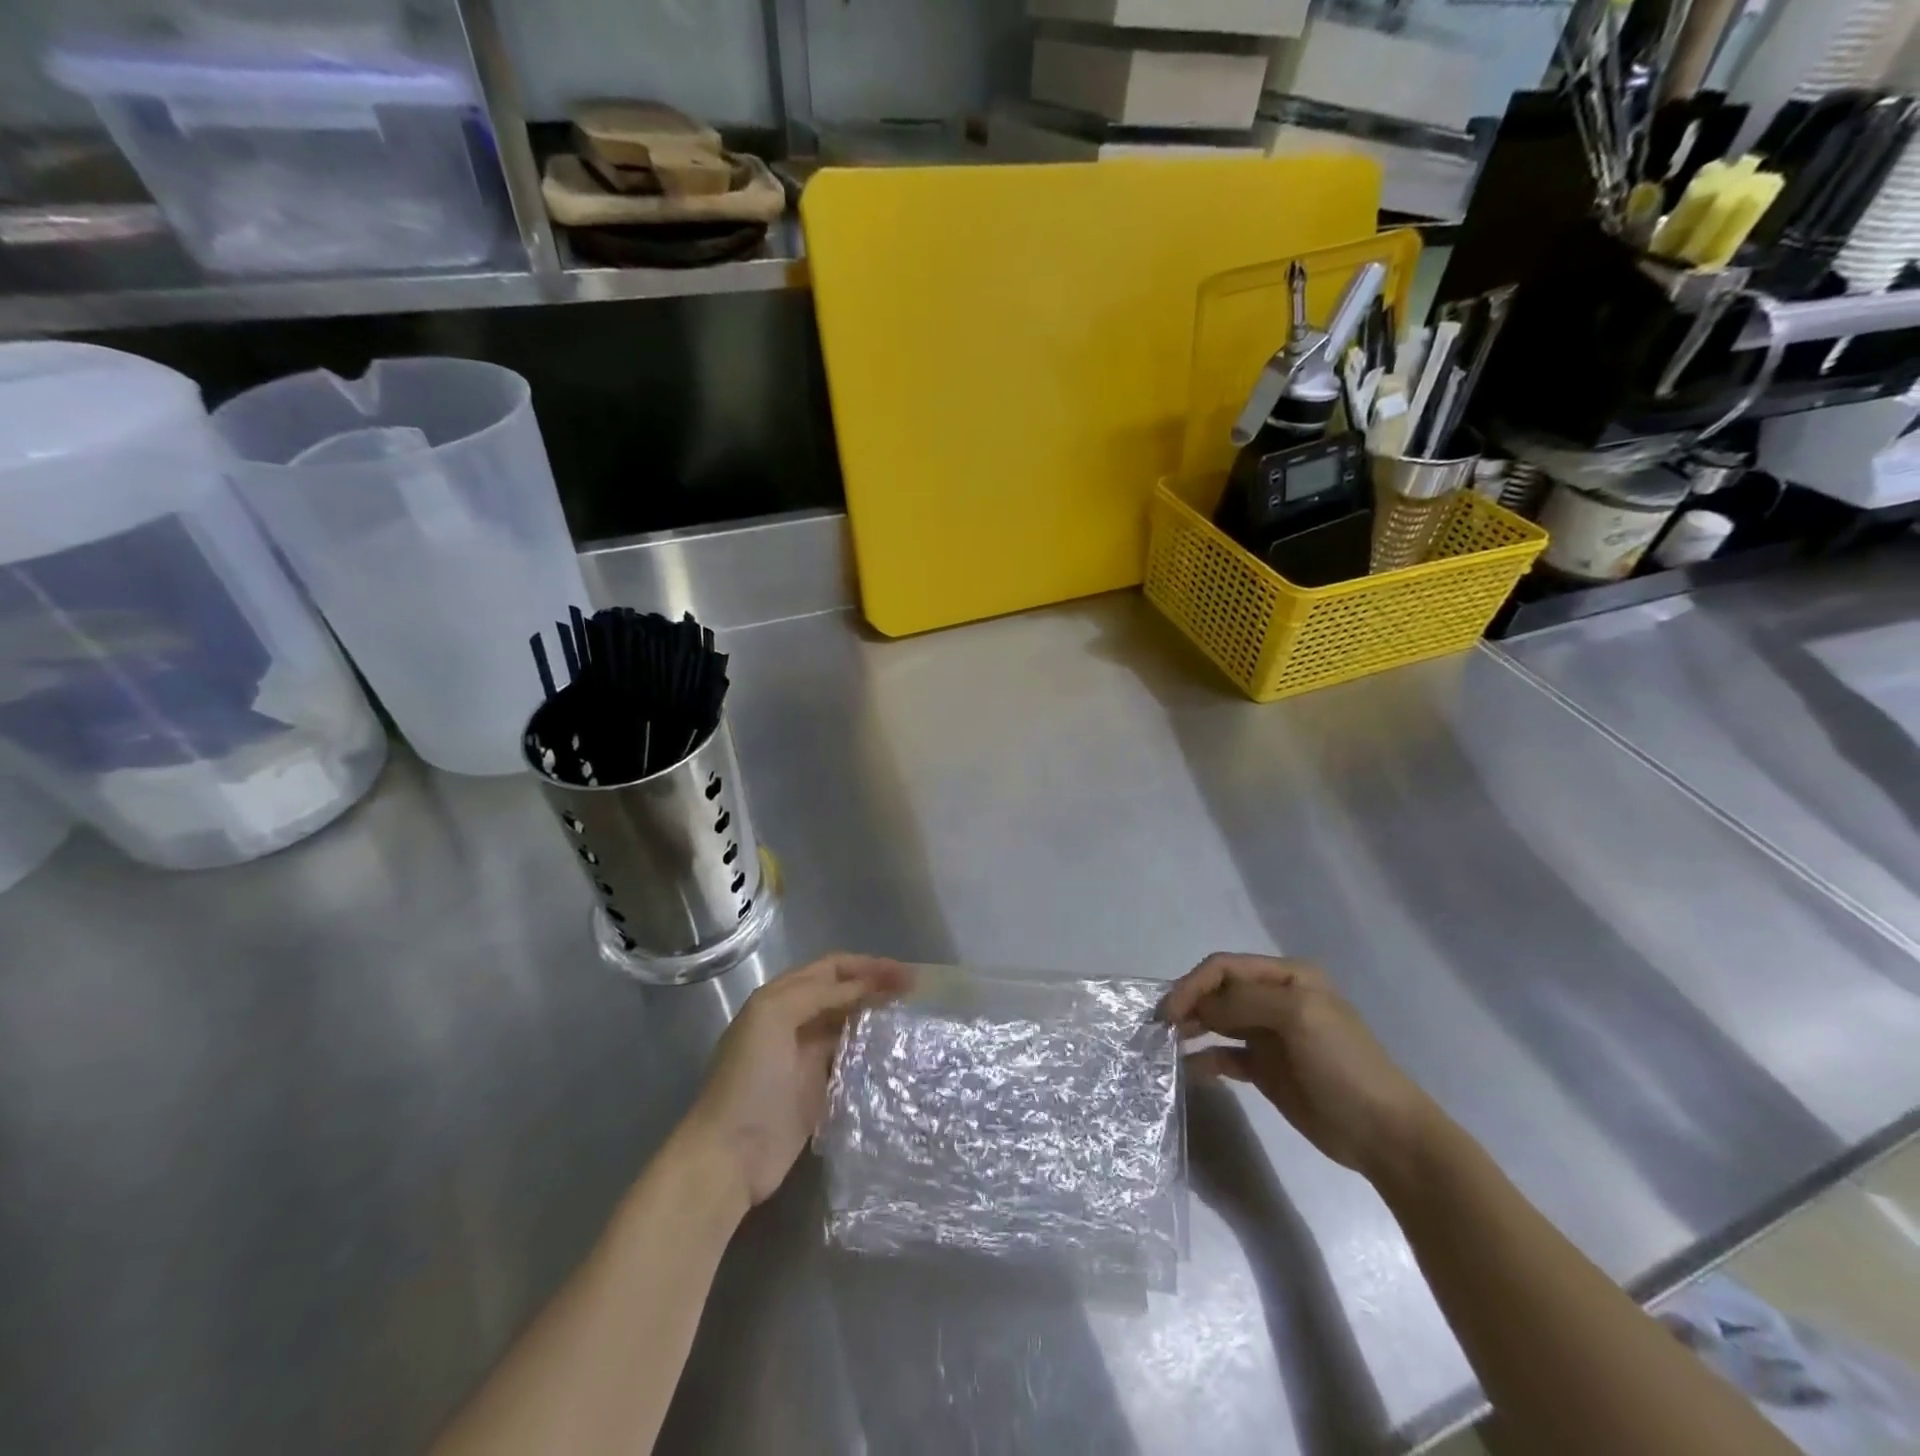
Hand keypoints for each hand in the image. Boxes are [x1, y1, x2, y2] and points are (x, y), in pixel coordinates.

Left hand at [680, 953, 910, 1209]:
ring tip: (911, 1017)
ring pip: (849, 1024)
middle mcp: (795, 1021)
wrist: (729, 1154)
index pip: (832, 968)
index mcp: (780, 997)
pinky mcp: (820, 1090)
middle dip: (877, 986)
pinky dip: (872, 1051)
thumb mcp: (774, 1017)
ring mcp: (807, 1057)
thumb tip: (866, 987)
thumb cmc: (749, 1078)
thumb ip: (818, 994)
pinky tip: (895, 1052)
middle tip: (916, 992)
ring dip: (876, 1016)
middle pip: (843, 992)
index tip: (904, 973)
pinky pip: (851, 1060)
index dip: (867, 965)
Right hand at [1162, 953, 1444, 1185]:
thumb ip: (1244, 1002)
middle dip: (1189, 1004)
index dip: (1193, 984)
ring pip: (1218, 1022)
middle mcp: (1275, 999)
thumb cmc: (1343, 1064)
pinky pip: (1225, 1056)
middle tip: (1161, 1029)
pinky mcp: (1265, 1069)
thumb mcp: (1298, 1017)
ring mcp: (1270, 1035)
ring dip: (1193, 1029)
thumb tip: (1200, 1008)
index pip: (1225, 967)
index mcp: (1287, 977)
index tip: (1170, 1012)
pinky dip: (1205, 1059)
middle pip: (1219, 991)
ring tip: (1168, 1045)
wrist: (1383, 1133)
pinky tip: (1191, 1070)